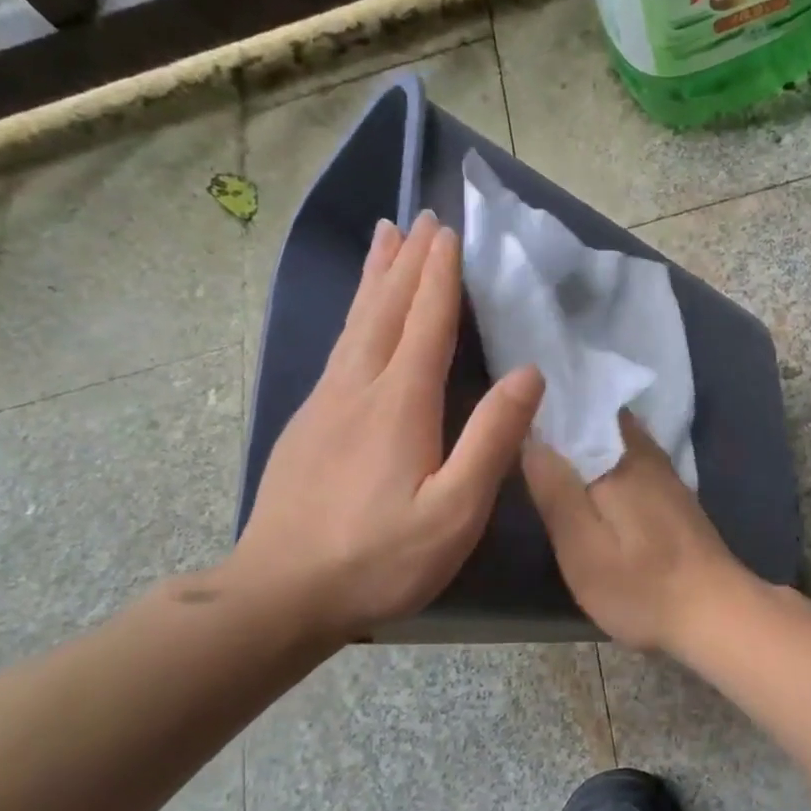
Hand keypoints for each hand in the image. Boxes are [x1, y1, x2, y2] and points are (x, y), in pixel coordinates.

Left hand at [228, 212, 543, 649]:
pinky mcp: (307, 425)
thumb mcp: (455, 510)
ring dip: (375, 278)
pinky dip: (355, 316)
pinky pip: (338, 349)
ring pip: (355, 324)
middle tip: (419, 217)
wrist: (281, 594)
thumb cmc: (380, 558)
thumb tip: (529, 374)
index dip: (440, 276)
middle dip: (407, 262)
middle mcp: (358, 388)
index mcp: (400, 403)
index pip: (426, 322)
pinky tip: (358, 319)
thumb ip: (492, 439)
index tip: (450, 232)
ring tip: (385, 239)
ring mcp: (325, 404)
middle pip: (384, 310)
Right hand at [523, 412, 752, 652]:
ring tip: (551, 456)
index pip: (577, 411)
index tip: (515, 413)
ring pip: (617, 442)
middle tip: (525, 435)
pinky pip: (632, 463)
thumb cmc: (640, 585)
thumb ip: (555, 490)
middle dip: (567, 423)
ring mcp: (665, 475)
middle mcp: (645, 454)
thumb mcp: (582, 547)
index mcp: (619, 458)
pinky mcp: (675, 498)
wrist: (716, 614)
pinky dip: (608, 465)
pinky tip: (592, 485)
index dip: (546, 411)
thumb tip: (529, 438)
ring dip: (589, 443)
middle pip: (600, 422)